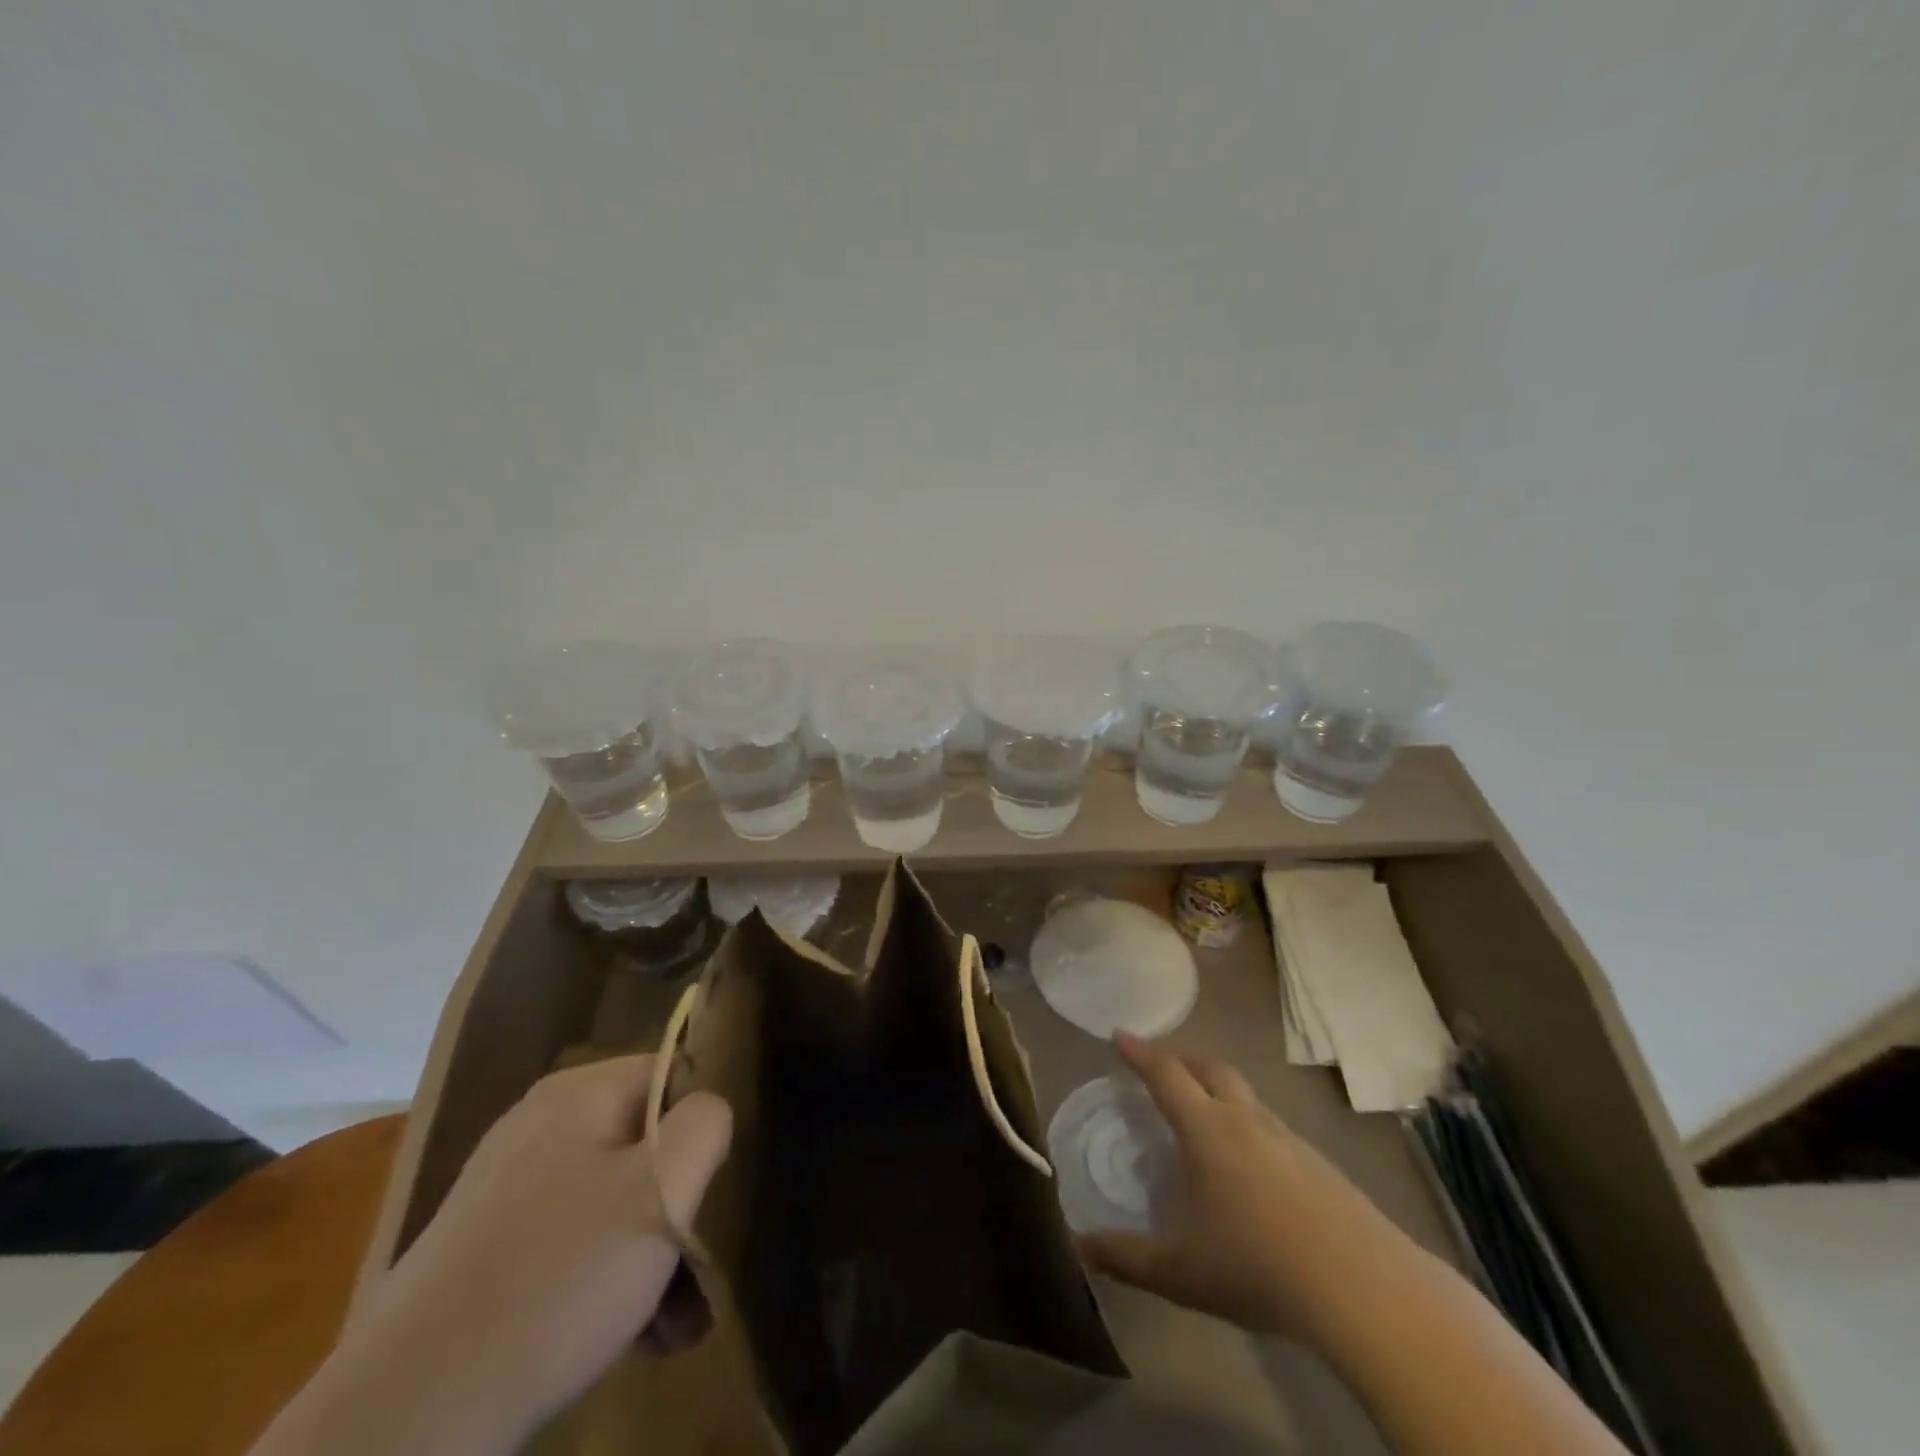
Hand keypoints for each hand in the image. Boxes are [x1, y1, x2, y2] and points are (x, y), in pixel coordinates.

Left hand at [257, 1055, 731, 1455]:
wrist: (405, 1420)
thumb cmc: (556, 1281)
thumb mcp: (661, 1191)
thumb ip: (704, 1126)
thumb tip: (708, 1109)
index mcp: (577, 1093)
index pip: (673, 1074)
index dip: (702, 1125)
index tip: (712, 1189)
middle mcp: (538, 1125)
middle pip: (644, 1142)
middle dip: (679, 1206)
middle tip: (695, 1269)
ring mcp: (505, 1188)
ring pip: (612, 1199)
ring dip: (651, 1253)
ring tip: (668, 1321)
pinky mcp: (483, 1250)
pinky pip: (571, 1241)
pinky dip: (605, 1278)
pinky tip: (626, 1335)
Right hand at [1077, 1033, 1415, 1345]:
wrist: (1364, 1289)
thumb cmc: (1258, 1267)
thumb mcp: (1180, 1272)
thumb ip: (1126, 1259)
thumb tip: (1078, 1248)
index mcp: (1207, 1131)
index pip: (1166, 1075)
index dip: (1140, 1054)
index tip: (1120, 1035)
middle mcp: (1246, 1121)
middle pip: (1210, 1069)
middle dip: (1181, 1058)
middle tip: (1161, 1062)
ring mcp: (1289, 1139)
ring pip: (1245, 1096)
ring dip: (1217, 1088)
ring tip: (1204, 1111)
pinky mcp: (1320, 1165)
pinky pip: (1272, 1127)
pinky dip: (1248, 1123)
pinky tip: (1252, 1164)